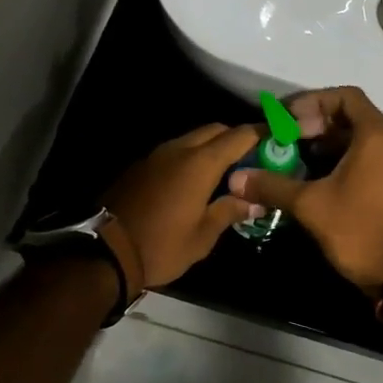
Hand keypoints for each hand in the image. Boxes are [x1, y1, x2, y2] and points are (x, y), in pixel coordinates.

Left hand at [104, 123, 268, 288]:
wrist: (105, 252)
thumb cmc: (162, 245)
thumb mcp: (203, 235)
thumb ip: (230, 211)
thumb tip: (254, 201)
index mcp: (200, 163)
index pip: (238, 136)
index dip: (261, 134)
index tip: (277, 139)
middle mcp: (179, 150)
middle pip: (215, 130)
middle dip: (236, 138)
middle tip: (252, 160)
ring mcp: (156, 155)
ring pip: (192, 138)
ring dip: (211, 147)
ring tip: (226, 172)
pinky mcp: (141, 166)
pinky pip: (174, 151)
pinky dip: (191, 157)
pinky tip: (196, 181)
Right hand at [229, 87, 382, 291]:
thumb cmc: (359, 231)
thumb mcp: (310, 206)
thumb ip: (273, 186)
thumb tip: (236, 179)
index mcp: (377, 137)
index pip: (346, 96)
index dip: (313, 101)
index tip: (287, 120)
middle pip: (354, 116)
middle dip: (317, 123)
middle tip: (288, 139)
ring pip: (363, 139)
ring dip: (330, 143)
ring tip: (298, 158)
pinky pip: (373, 158)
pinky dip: (346, 159)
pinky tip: (320, 179)